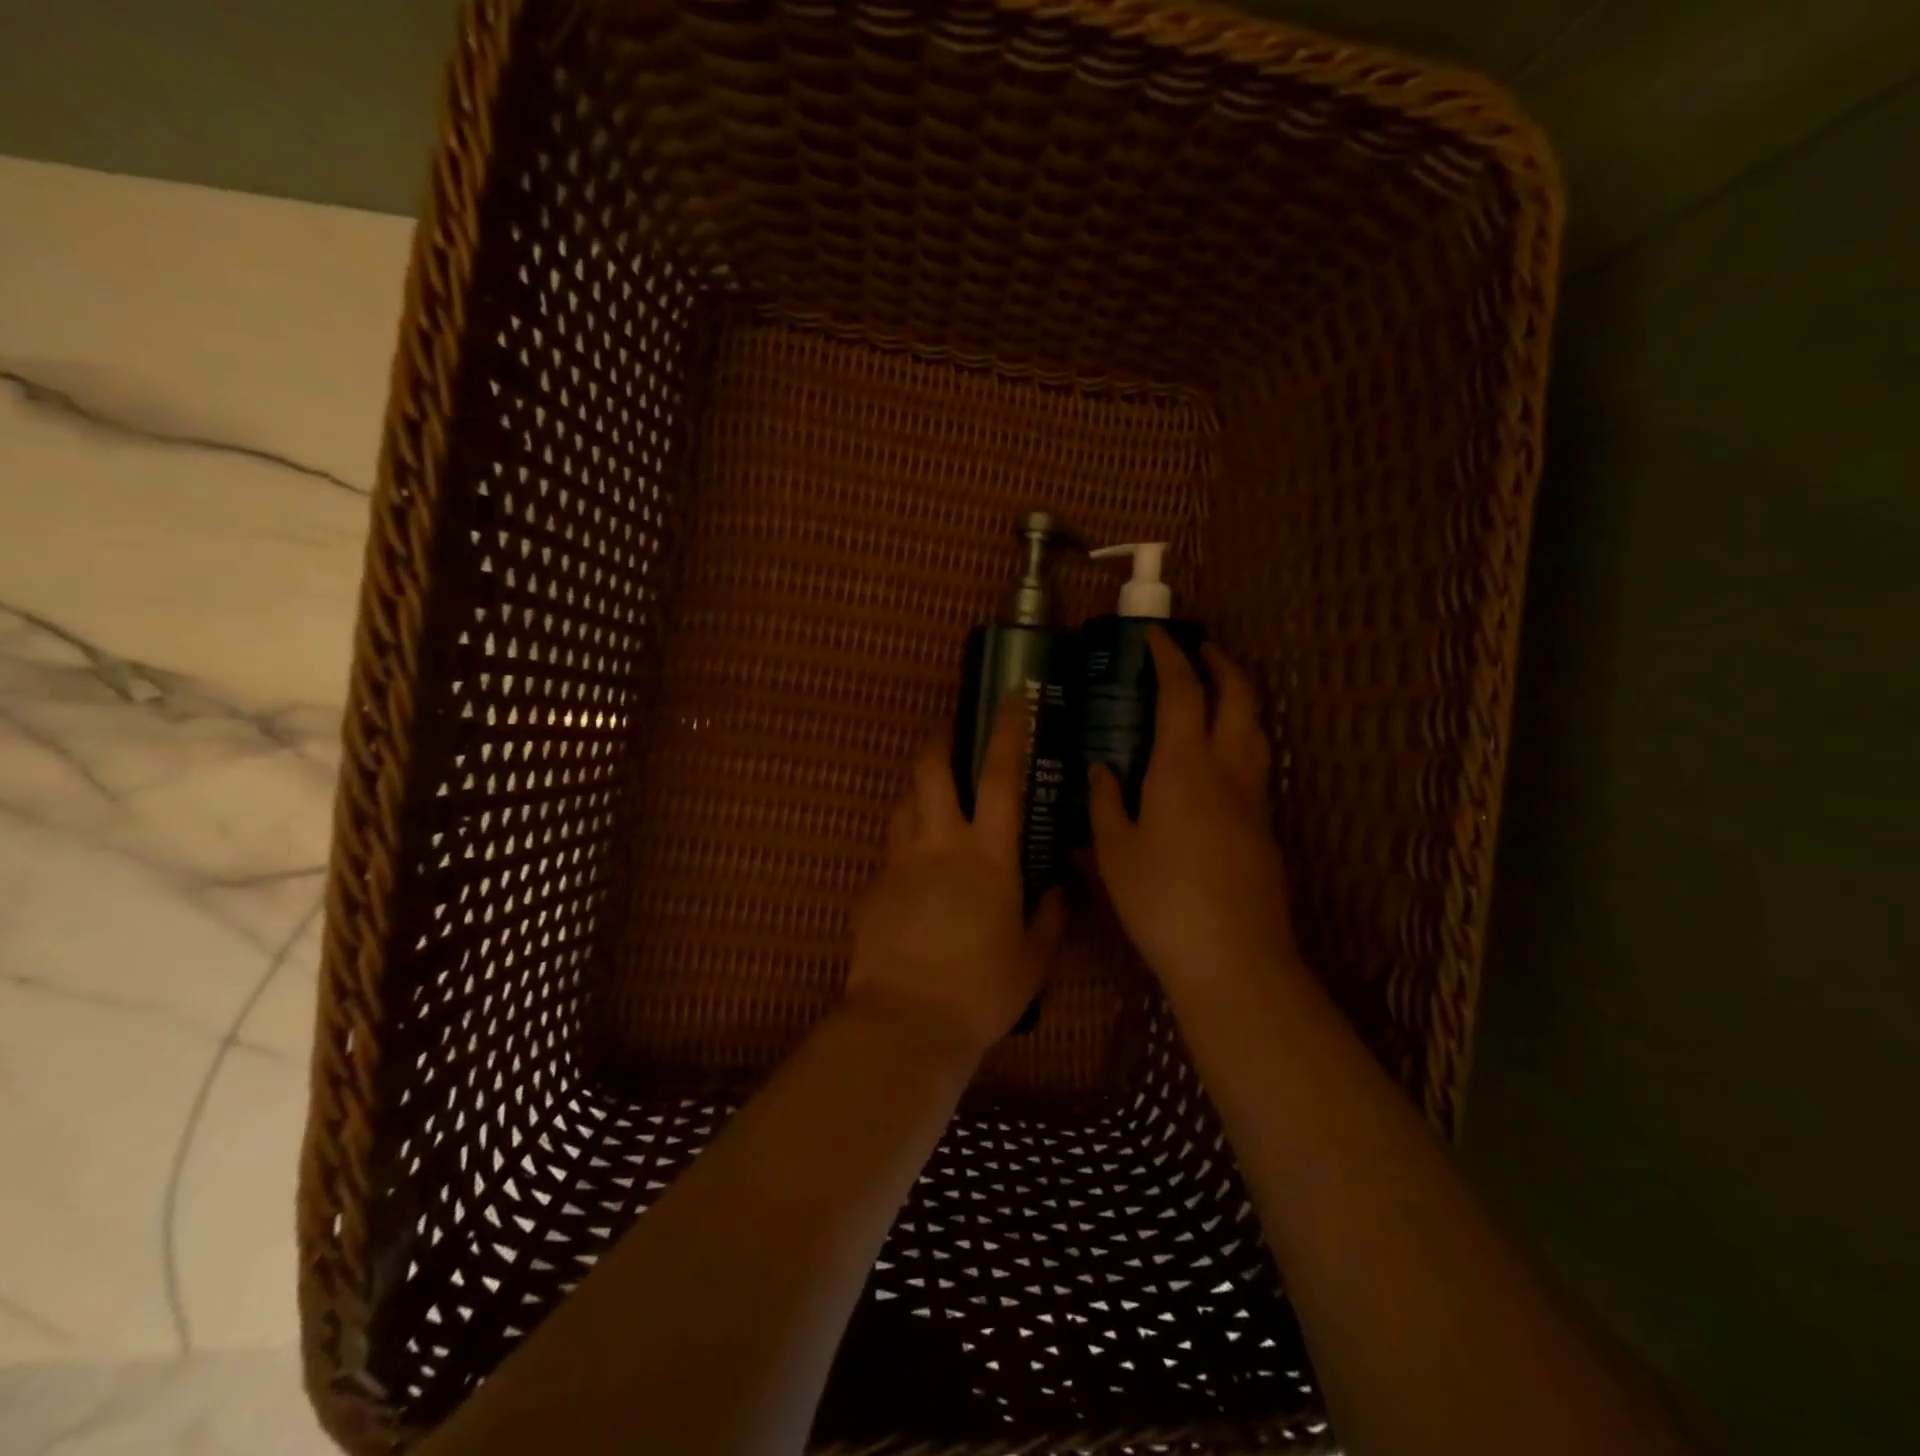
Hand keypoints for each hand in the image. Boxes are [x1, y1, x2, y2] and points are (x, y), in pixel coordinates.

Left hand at [846, 696, 1064, 1060]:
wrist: (907, 1023)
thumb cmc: (982, 991)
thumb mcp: (1033, 958)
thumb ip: (1049, 916)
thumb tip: (1058, 889)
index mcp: (989, 856)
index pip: (1000, 777)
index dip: (1007, 731)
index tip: (1011, 697)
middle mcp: (940, 845)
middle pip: (931, 769)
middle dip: (940, 738)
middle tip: (949, 727)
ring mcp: (899, 863)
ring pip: (903, 803)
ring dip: (918, 789)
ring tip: (932, 795)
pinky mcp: (872, 888)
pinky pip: (890, 854)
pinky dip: (905, 849)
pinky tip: (914, 875)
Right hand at [1087, 632, 1300, 998]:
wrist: (1233, 958)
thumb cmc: (1161, 901)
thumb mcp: (1114, 852)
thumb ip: (1104, 803)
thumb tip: (1100, 770)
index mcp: (1183, 767)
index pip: (1182, 692)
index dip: (1169, 657)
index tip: (1153, 637)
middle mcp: (1227, 770)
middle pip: (1238, 696)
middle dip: (1219, 663)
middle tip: (1197, 649)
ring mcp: (1254, 798)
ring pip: (1256, 727)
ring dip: (1238, 696)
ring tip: (1213, 691)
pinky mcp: (1266, 826)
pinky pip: (1257, 761)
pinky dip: (1240, 736)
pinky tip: (1218, 758)